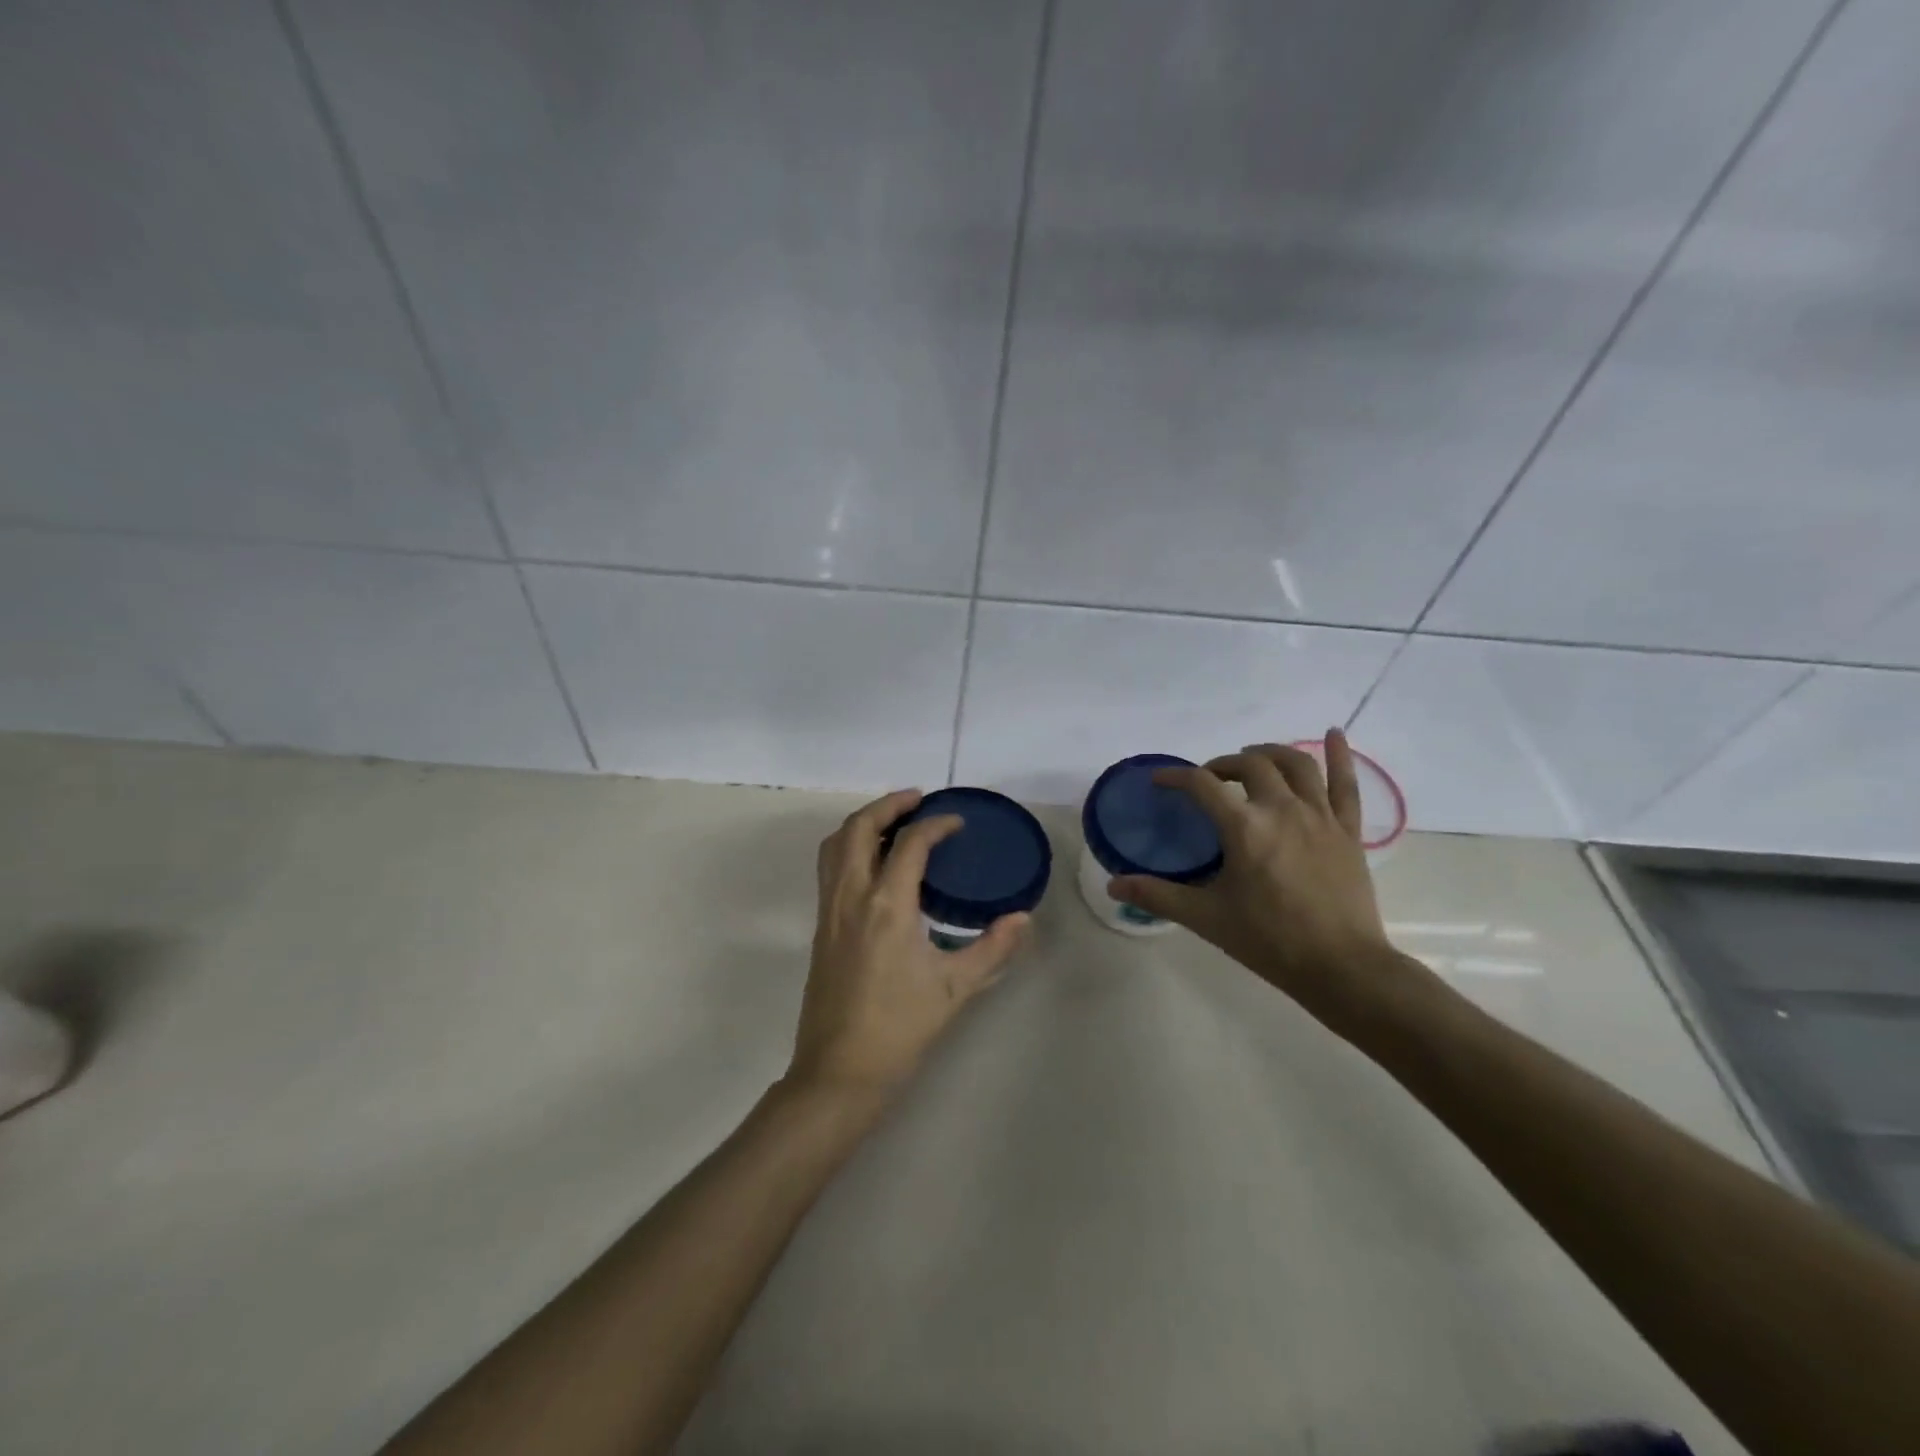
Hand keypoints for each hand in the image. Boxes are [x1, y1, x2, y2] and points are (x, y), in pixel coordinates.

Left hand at [788, 790, 1029, 1097]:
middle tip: (918, 801)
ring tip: (894, 823)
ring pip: (836, 843)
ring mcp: (829, 910)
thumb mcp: (955, 989)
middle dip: (888, 805)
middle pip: (859, 827)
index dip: (936, 824)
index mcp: (887, 906)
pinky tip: (875, 864)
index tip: (957, 823)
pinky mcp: (819, 926)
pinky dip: (850, 846)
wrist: (839, 1072)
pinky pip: (829, 867)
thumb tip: (1022, 918)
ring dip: (863, 822)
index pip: (910, 843)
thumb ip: (992, 949)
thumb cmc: (900, 1028)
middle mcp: (851, 896)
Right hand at [1109, 730, 1416, 1036]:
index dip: (1176, 777)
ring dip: (1270, 753)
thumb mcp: (1206, 918)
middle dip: (1223, 764)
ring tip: (1254, 759)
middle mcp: (1282, 809)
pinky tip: (1335, 733)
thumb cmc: (1269, 940)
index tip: (1160, 781)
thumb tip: (1113, 885)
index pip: (1202, 784)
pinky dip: (1341, 755)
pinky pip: (1346, 784)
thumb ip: (1158, 895)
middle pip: (1250, 765)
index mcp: (1244, 827)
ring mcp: (1320, 816)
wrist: (1341, 967)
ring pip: (1296, 763)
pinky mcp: (1348, 830)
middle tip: (1209, 778)